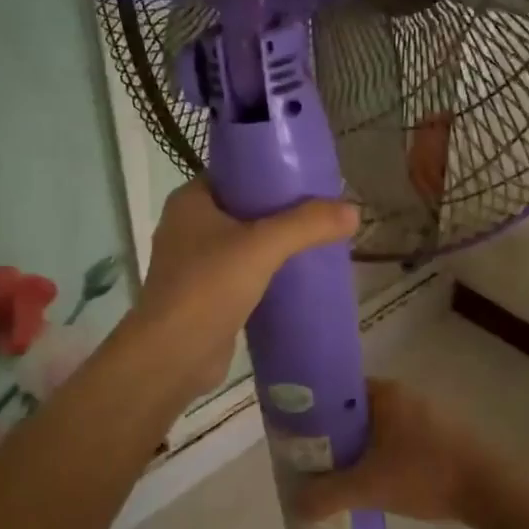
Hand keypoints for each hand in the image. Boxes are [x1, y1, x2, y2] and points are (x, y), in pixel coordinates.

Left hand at [133, 180, 358, 393]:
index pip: (235, 174)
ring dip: (276, 245)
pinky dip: (268, 274)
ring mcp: (194, 265)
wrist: (173, 356)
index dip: (270, 172)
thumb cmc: (209, 287)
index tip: (309, 178)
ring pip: (244, 244)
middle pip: (243, 209)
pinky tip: (299, 278)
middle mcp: (187, 228)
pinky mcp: (206, 297)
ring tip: (318, 242)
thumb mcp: (262, 246)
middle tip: (322, 213)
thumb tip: (354, 211)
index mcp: (190, 202)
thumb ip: (307, 225)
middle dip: (281, 212)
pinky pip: (244, 275)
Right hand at [291, 379, 505, 527]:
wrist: (490, 489)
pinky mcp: (442, 433)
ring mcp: (427, 412)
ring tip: (341, 475)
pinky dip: (385, 454)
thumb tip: (296, 504)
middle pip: (356, 411)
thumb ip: (328, 495)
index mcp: (384, 393)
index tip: (299, 436)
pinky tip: (379, 480)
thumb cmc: (425, 474)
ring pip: (379, 427)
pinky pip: (400, 438)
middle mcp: (404, 394)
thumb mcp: (369, 488)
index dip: (315, 412)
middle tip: (315, 461)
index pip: (337, 391)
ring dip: (361, 448)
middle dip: (336, 436)